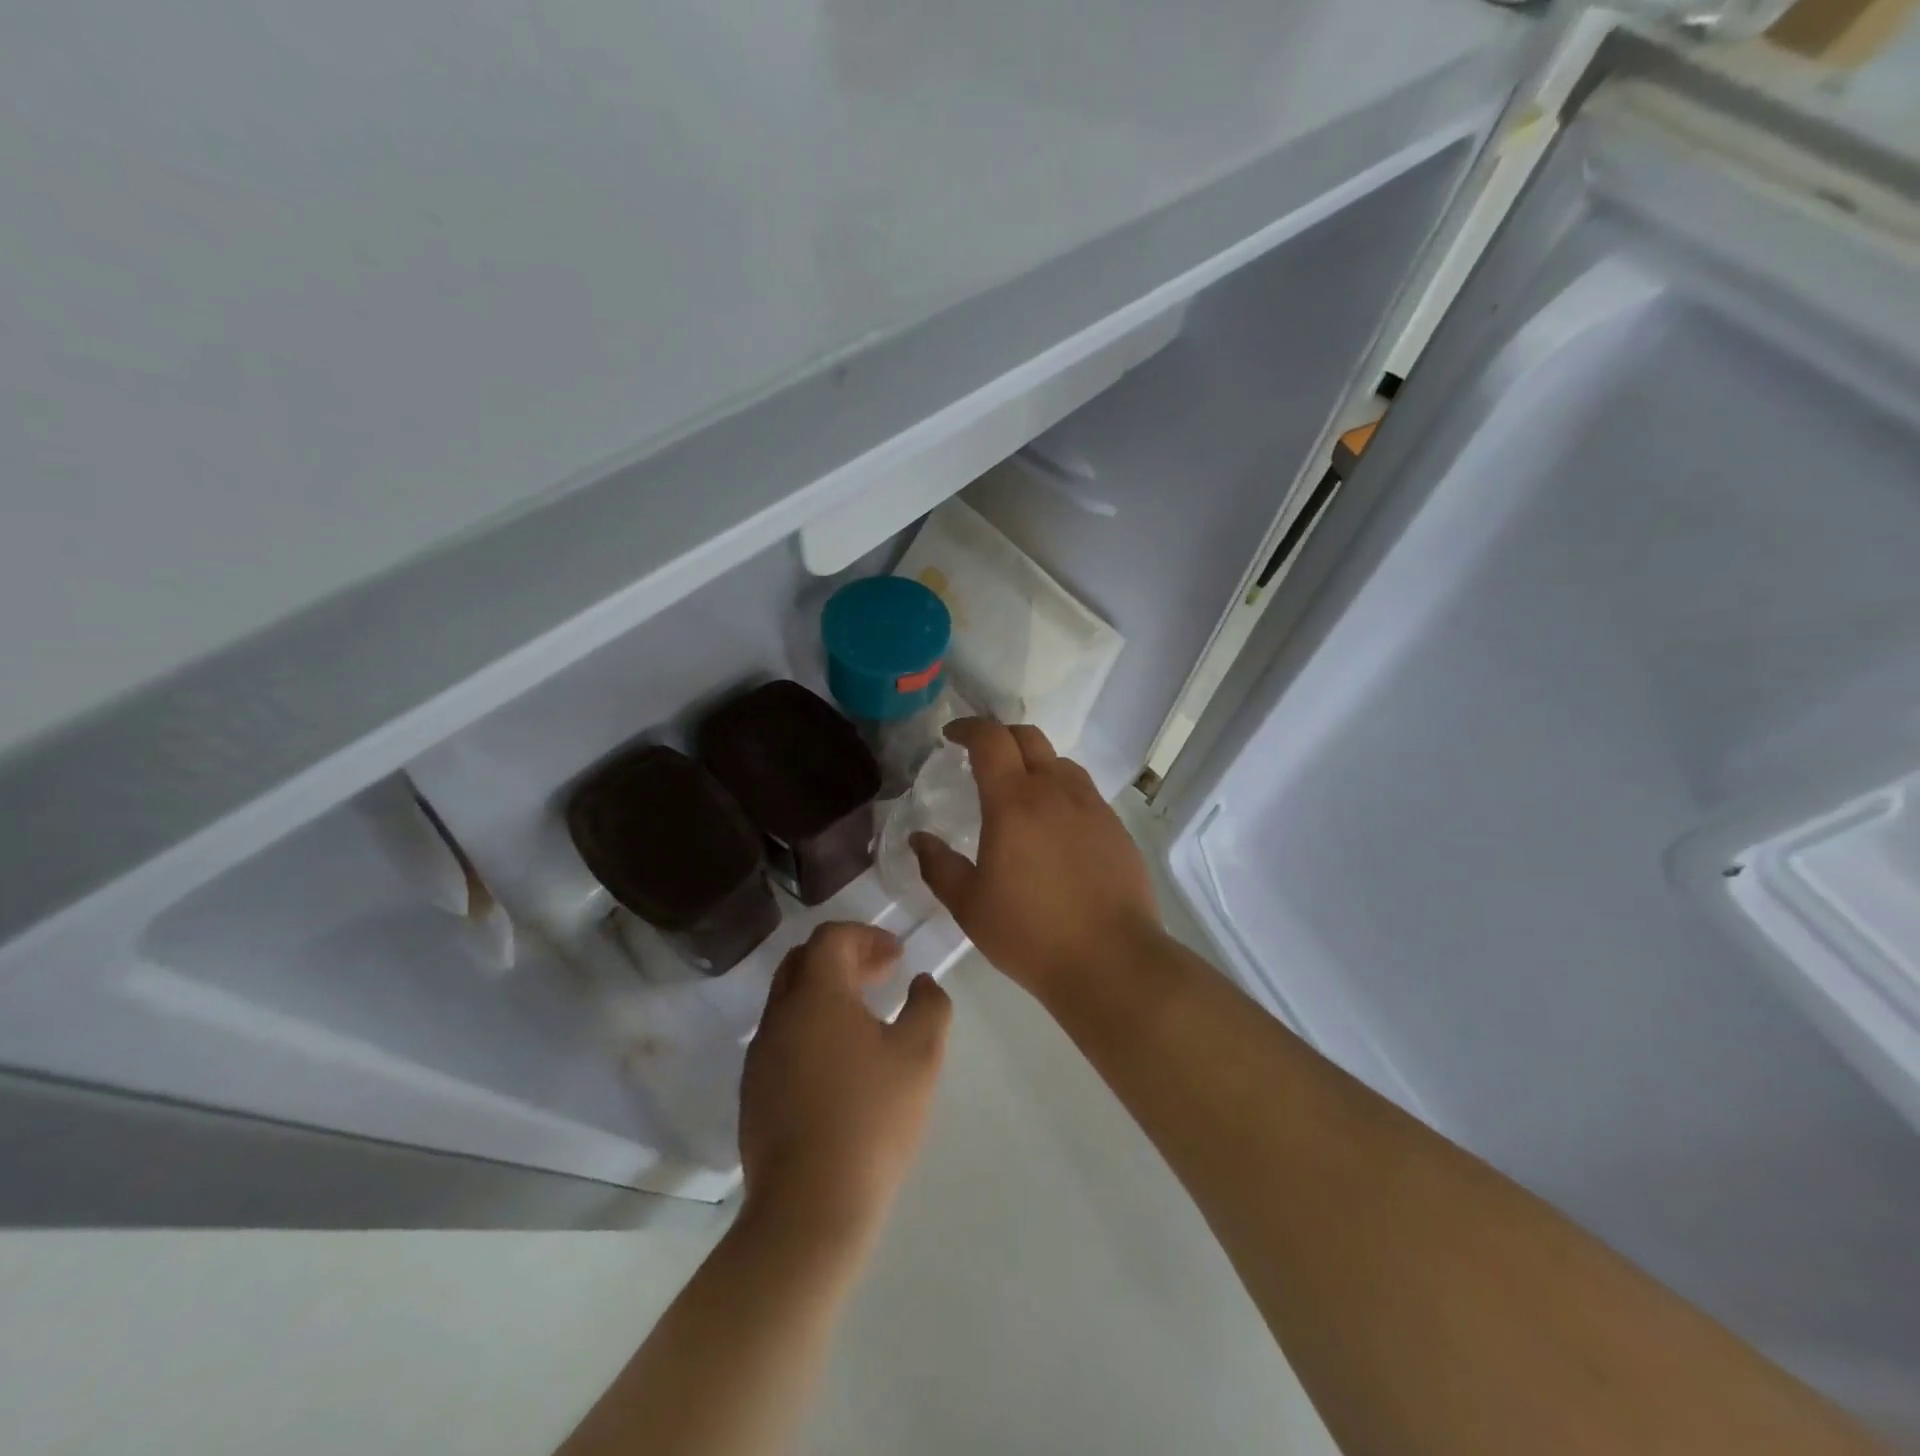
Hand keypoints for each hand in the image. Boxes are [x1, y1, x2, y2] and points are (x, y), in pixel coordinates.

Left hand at [739, 923, 951, 1245]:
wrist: (810, 1207)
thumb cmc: (872, 1119)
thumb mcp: (921, 1056)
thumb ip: (930, 1005)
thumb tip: (921, 982)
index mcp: (816, 995)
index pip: (831, 937)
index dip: (867, 936)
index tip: (897, 957)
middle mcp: (779, 1015)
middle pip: (803, 961)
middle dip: (845, 958)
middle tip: (881, 976)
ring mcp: (760, 1055)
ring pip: (790, 1001)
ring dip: (827, 994)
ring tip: (865, 1019)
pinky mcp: (753, 1092)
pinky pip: (782, 1038)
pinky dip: (811, 1029)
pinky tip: (839, 1064)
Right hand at [911, 719, 1159, 1002]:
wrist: (1111, 961)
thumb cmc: (1030, 933)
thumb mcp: (970, 905)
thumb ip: (939, 866)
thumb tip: (919, 839)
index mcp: (1014, 802)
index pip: (991, 739)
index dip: (968, 728)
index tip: (951, 735)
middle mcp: (1056, 791)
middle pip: (1029, 737)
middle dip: (1001, 736)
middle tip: (982, 757)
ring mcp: (1092, 806)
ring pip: (1060, 763)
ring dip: (1034, 763)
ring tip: (1020, 792)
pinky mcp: (1116, 827)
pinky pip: (1084, 792)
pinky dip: (1061, 791)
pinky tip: (1055, 827)